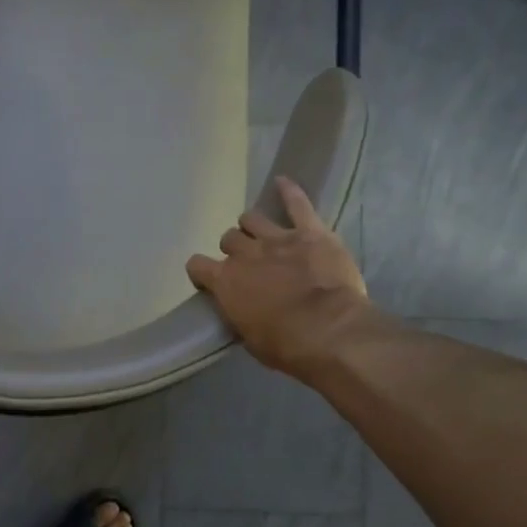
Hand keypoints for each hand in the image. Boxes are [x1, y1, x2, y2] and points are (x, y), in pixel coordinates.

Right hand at [185, 178, 375, 380]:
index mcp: (224, 282)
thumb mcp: (249, 337)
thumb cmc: (284, 345)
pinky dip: (288, 192)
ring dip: (253, 227)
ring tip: (261, 234)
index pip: (197, 265)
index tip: (210, 280)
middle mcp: (244, 254)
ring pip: (252, 219)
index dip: (203, 272)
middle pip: (228, 239)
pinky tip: (282, 181)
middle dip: (234, 249)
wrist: (329, 331)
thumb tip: (241, 308)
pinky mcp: (310, 232)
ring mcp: (276, 239)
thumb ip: (239, 314)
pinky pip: (297, 203)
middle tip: (247, 262)